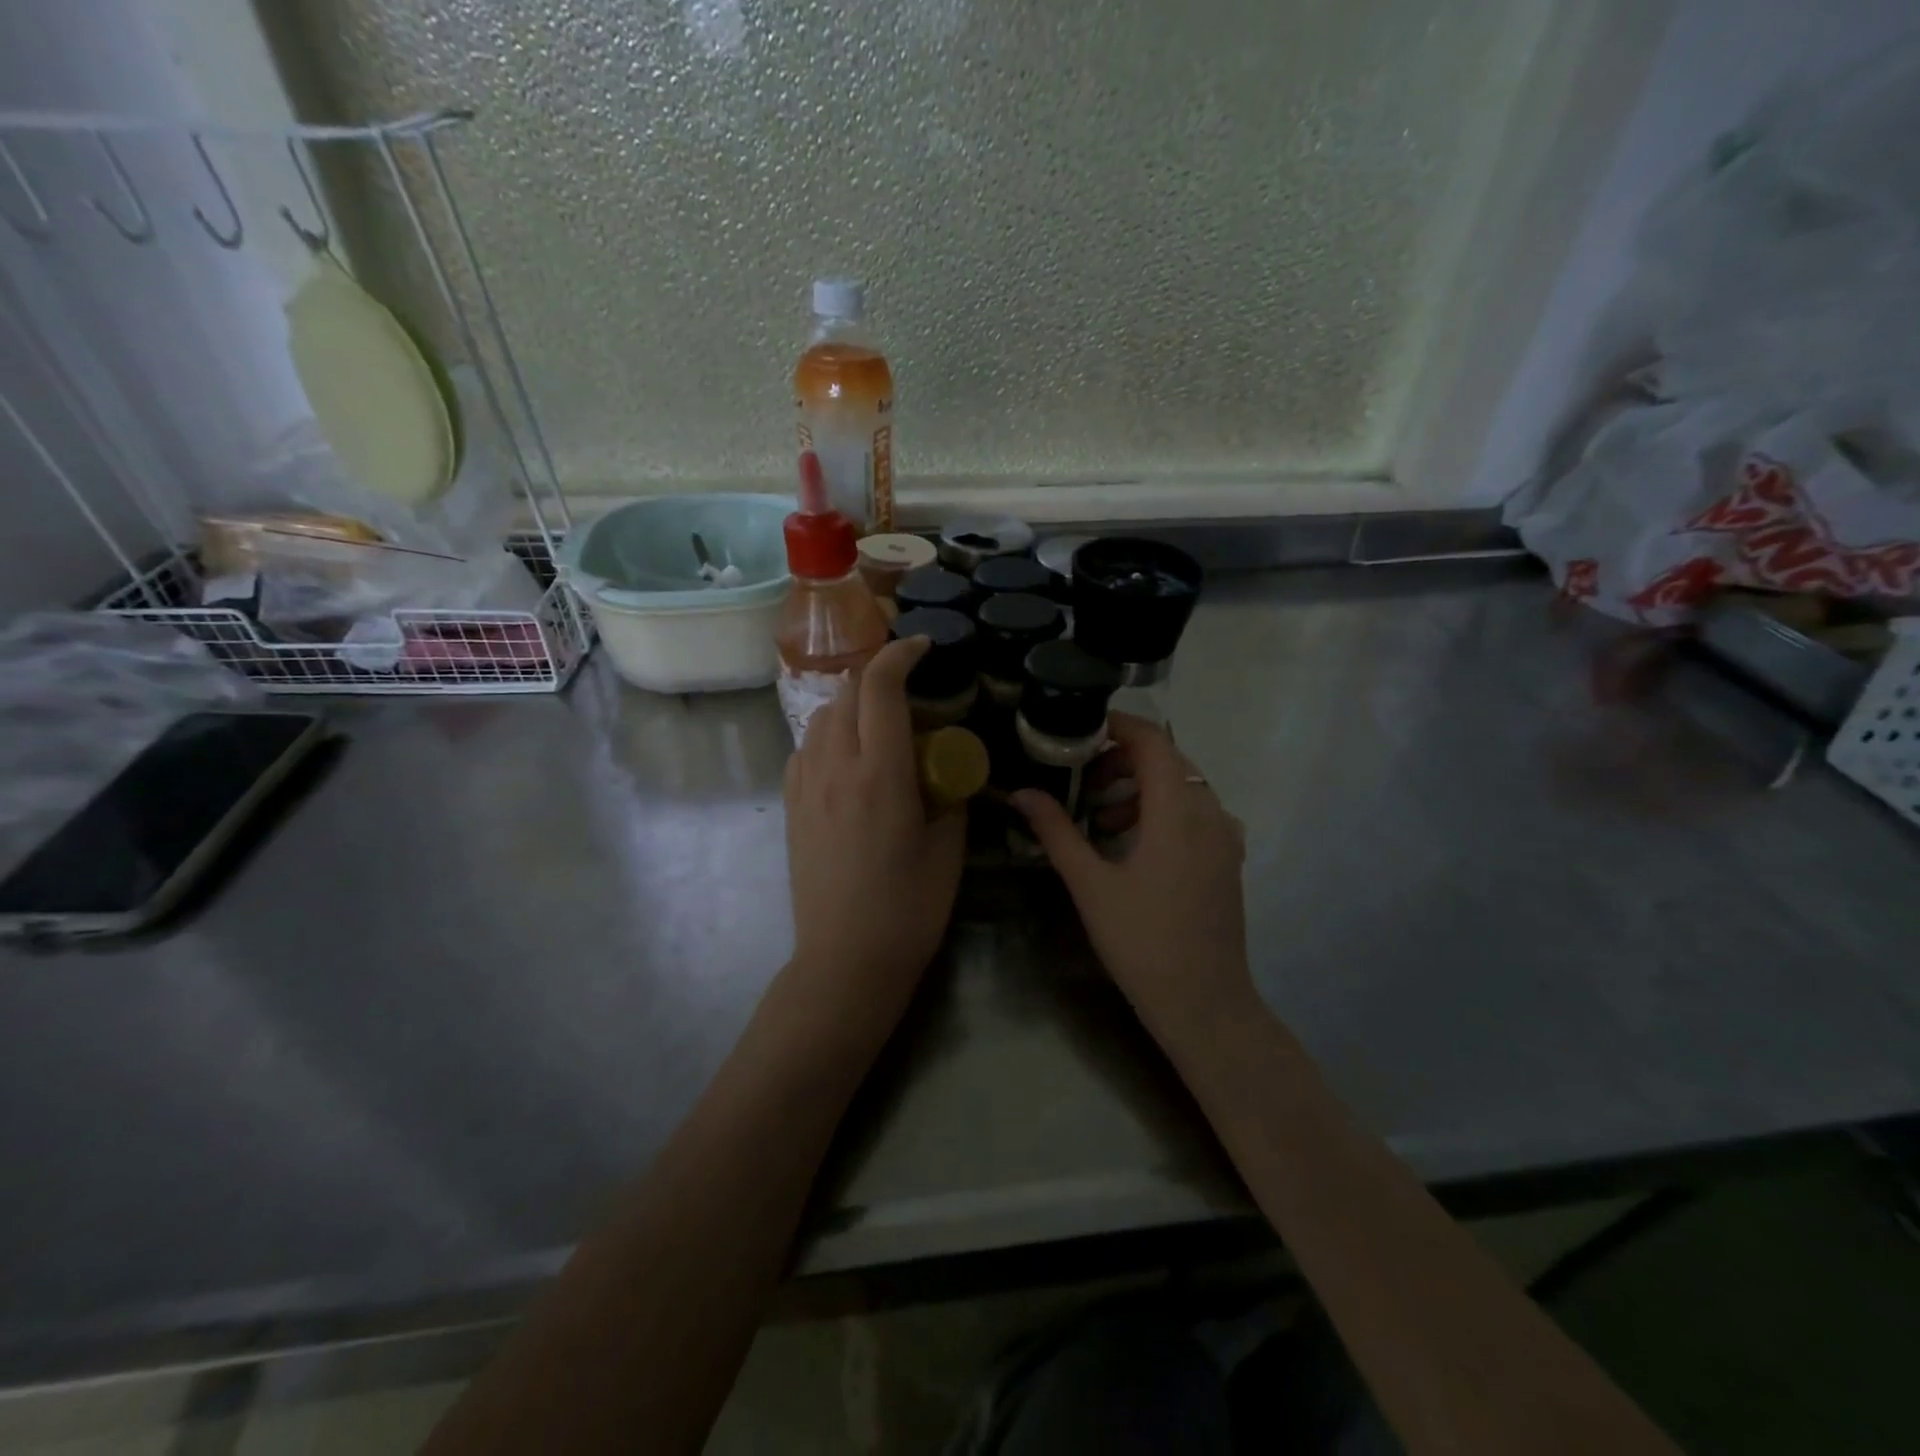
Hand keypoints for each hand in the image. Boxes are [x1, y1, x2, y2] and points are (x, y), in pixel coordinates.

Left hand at [784, 637, 966, 1028]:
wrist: (845, 960)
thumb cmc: (908, 908)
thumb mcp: (948, 849)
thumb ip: (948, 797)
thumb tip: (945, 771)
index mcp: (881, 773)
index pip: (881, 688)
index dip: (900, 655)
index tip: (923, 647)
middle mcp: (835, 768)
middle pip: (845, 693)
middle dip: (876, 677)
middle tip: (908, 690)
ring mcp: (806, 788)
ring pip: (820, 719)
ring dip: (850, 706)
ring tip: (878, 725)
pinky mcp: (792, 809)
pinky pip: (804, 751)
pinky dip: (828, 738)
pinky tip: (847, 761)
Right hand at [1011, 714, 1253, 1038]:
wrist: (1204, 1003)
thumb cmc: (1141, 942)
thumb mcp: (1090, 884)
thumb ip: (1056, 832)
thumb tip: (1021, 793)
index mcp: (1177, 812)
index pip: (1154, 742)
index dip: (1120, 726)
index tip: (1084, 731)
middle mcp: (1210, 814)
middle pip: (1169, 761)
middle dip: (1124, 761)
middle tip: (1084, 782)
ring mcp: (1226, 838)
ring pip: (1184, 787)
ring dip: (1142, 789)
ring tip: (1102, 820)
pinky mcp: (1229, 860)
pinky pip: (1198, 813)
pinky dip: (1165, 811)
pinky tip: (1137, 843)